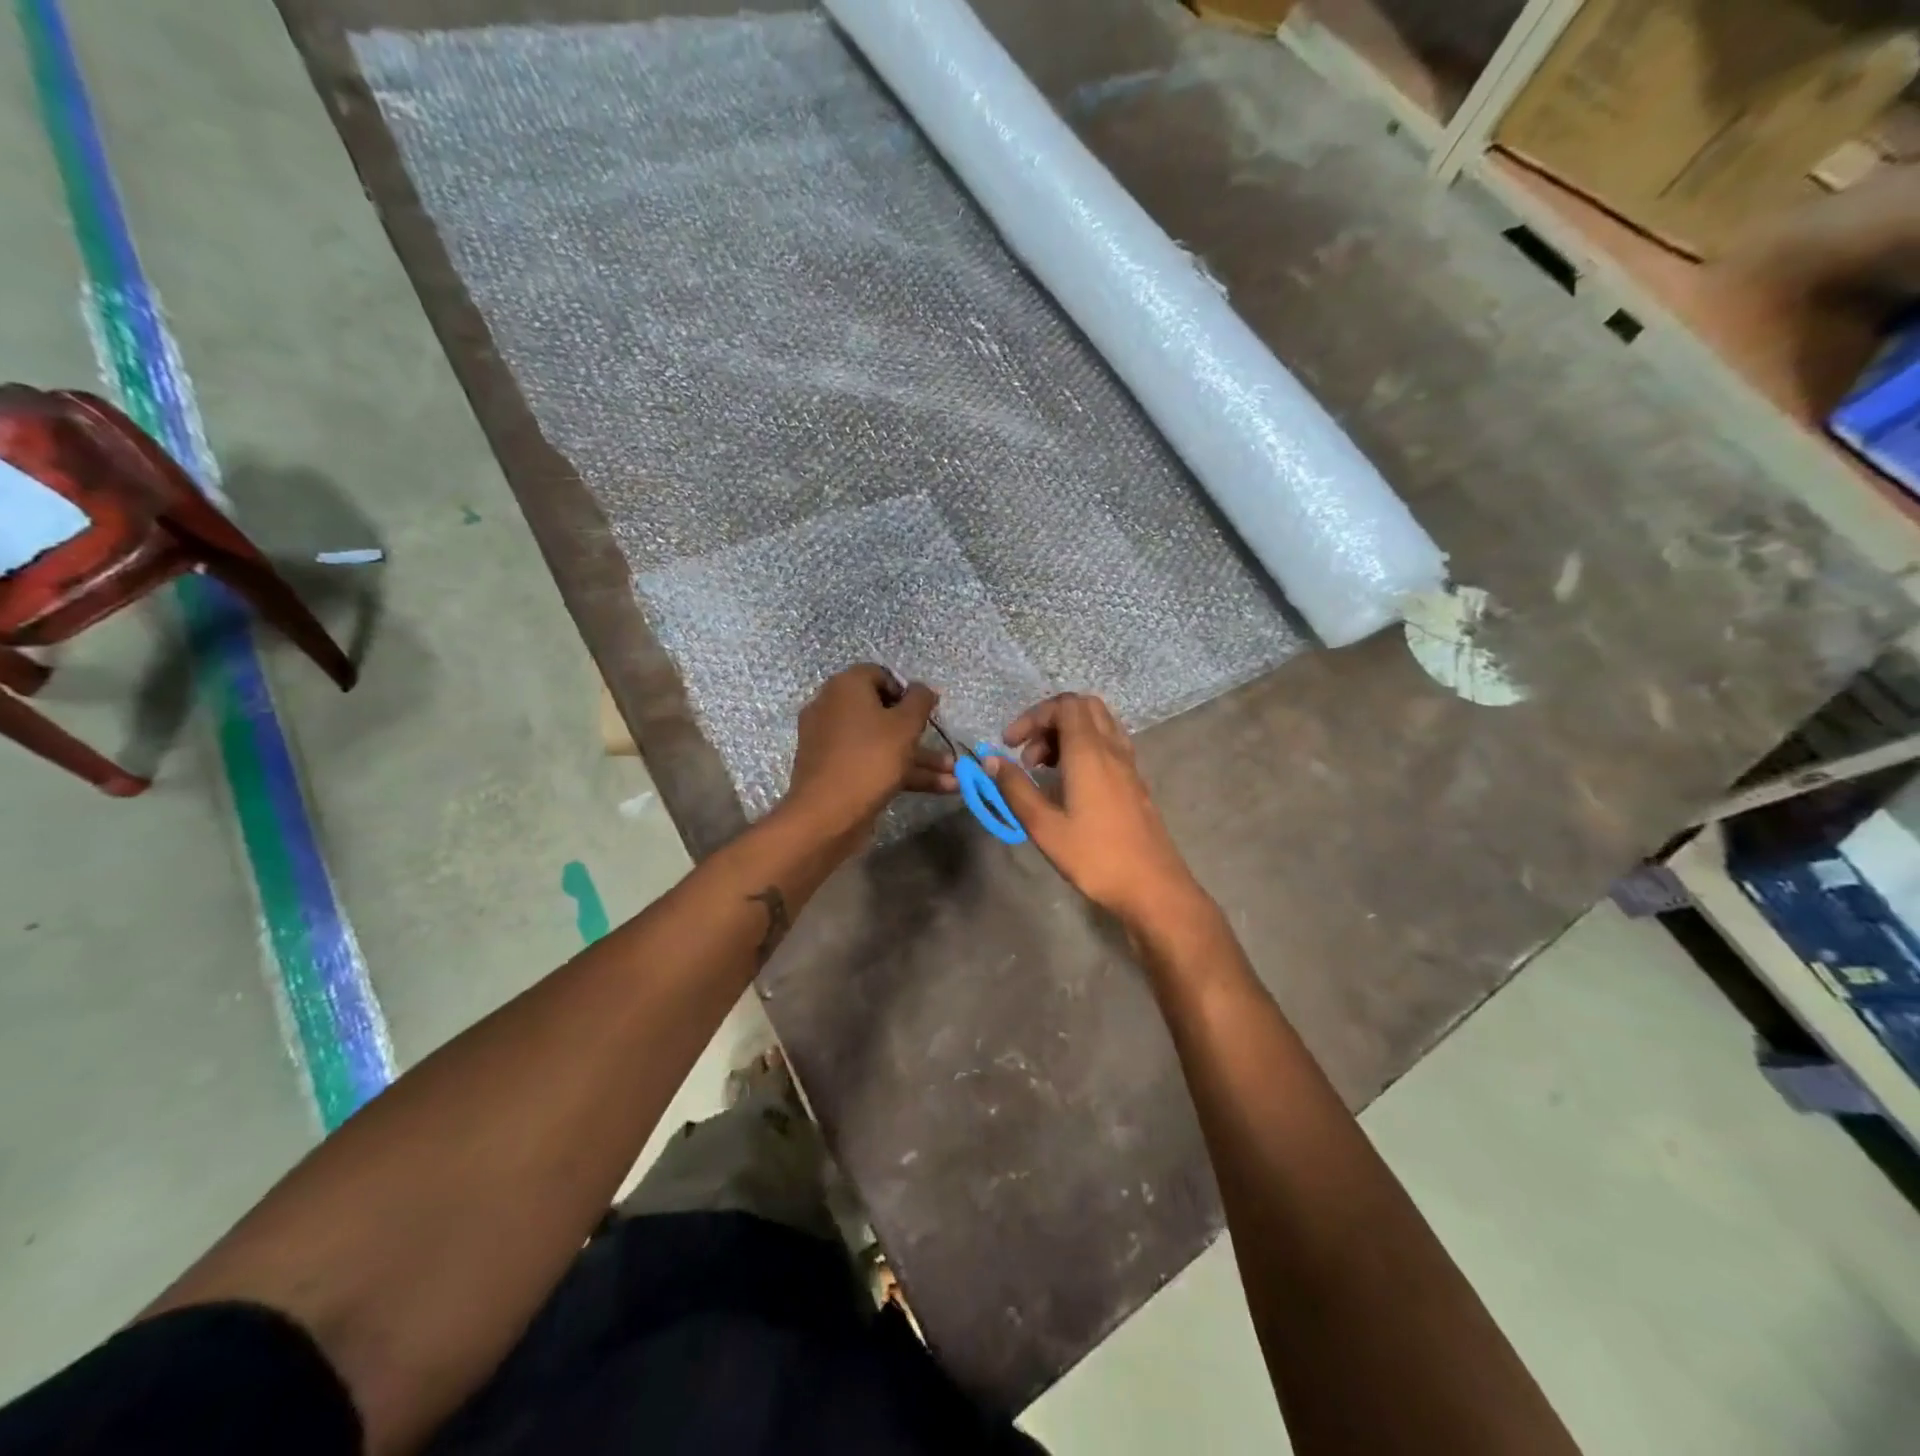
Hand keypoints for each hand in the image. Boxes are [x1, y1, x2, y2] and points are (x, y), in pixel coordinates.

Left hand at [783, 665, 955, 846]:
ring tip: (954, 776)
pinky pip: (871, 762)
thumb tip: (923, 689)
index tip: (927, 711)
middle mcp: (832, 708)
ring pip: (881, 742)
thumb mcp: (905, 725)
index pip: (880, 675)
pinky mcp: (834, 771)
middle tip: (943, 745)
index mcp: (845, 687)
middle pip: (882, 712)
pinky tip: (937, 788)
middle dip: (919, 732)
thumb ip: (920, 700)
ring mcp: (831, 742)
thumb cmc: (870, 758)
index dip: (907, 691)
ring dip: (918, 757)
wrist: (827, 814)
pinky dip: (900, 771)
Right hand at [985, 693, 1207, 930]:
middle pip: (1084, 707)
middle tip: (1028, 753)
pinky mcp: (1134, 782)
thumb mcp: (1045, 827)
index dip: (1033, 716)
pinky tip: (1069, 783)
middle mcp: (1112, 749)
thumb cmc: (1095, 857)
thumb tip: (990, 760)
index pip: (1065, 706)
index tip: (1010, 745)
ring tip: (1044, 769)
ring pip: (1098, 725)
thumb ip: (1015, 789)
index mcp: (1090, 753)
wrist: (1153, 887)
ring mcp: (1128, 765)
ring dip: (1067, 734)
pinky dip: (1084, 749)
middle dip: (1050, 720)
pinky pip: (1109, 745)